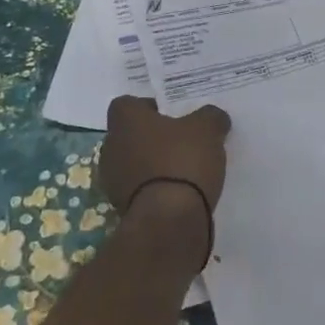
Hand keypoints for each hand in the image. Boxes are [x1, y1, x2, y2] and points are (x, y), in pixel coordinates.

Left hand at [98, 97, 231, 237]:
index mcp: (125, 122)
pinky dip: (155, 189)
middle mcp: (111, 147)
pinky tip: (179, 193)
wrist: (169, 221)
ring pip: (133, 163)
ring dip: (152, 165)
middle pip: (130, 135)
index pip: (126, 104)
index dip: (148, 106)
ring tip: (184, 169)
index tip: (171, 115)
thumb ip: (210, 117)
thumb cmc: (182, 161)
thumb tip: (213, 117)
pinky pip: (139, 189)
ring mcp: (112, 181)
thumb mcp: (208, 129)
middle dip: (152, 137)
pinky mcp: (121, 209)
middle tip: (182, 140)